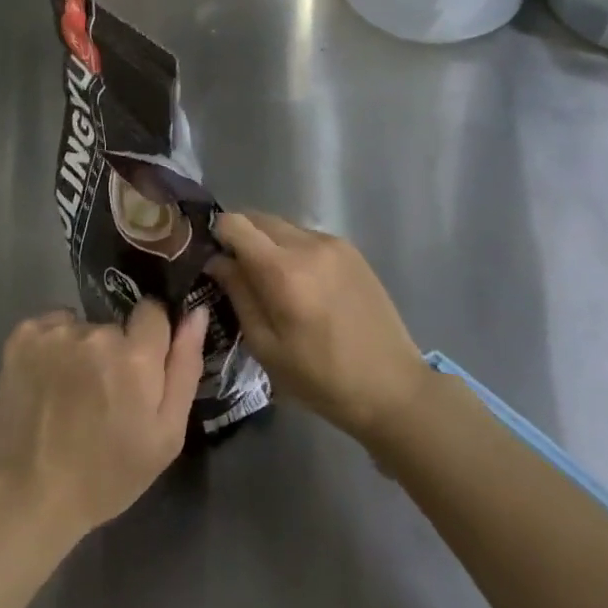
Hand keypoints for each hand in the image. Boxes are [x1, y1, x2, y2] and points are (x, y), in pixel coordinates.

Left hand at [0, 302, 207, 544]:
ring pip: (82, 327)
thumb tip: (195, 312)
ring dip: (82, 350)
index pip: (154, 311)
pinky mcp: (23, 334)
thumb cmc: (107, 474)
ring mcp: (55, 331)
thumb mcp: (165, 436)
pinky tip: (47, 382)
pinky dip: (52, 347)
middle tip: (103, 396)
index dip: (150, 339)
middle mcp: (96, 332)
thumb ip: (185, 367)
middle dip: (115, 352)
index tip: (140, 369)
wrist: (29, 493)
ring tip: (70, 394)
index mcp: (135, 357)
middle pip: (116, 325)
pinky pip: (51, 326)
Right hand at [209, 211, 426, 448]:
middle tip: (237, 270)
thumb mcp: (267, 346)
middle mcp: (308, 245)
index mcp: (283, 271)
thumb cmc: (322, 379)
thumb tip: (216, 260)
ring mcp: (333, 244)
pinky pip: (307, 237)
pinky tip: (302, 283)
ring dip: (267, 242)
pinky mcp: (351, 250)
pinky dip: (293, 249)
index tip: (212, 257)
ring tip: (271, 280)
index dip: (217, 234)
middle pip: (258, 218)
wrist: (394, 389)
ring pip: (282, 226)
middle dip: (241, 236)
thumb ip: (238, 294)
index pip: (235, 224)